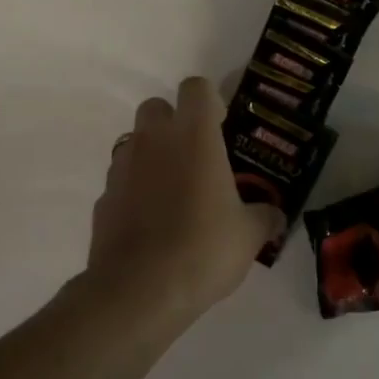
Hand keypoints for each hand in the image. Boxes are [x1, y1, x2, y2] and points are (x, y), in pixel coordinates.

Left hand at [86, 76, 285, 326]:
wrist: (139, 291)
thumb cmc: (203, 249)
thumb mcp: (248, 235)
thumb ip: (264, 217)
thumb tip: (275, 216)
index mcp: (194, 135)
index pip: (196, 87)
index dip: (210, 101)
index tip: (222, 126)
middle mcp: (153, 140)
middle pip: (157, 107)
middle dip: (174, 123)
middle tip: (196, 156)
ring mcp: (122, 167)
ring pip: (135, 142)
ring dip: (152, 156)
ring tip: (174, 193)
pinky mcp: (103, 197)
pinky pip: (121, 180)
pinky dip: (135, 191)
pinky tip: (151, 223)